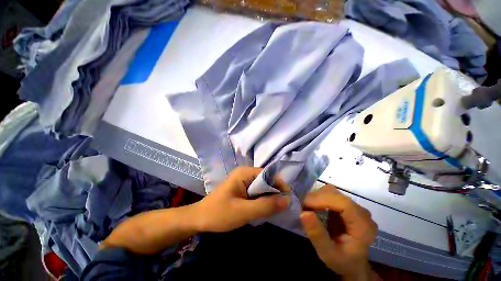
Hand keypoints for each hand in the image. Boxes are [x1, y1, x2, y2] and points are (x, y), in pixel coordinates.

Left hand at [193, 167, 290, 232]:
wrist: (199, 219)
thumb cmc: (219, 214)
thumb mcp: (244, 211)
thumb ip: (265, 205)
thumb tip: (287, 200)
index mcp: (245, 173)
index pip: (268, 174)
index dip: (279, 185)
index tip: (286, 201)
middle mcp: (245, 173)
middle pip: (266, 180)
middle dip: (274, 193)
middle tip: (280, 209)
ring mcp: (243, 181)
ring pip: (262, 187)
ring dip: (268, 198)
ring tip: (273, 210)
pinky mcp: (242, 189)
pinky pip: (257, 192)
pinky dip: (262, 200)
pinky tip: (263, 209)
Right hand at [300, 185, 377, 280]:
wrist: (352, 263)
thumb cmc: (342, 261)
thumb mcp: (328, 254)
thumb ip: (317, 235)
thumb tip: (303, 213)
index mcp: (363, 225)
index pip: (344, 203)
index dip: (322, 200)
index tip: (305, 205)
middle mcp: (361, 212)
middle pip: (335, 194)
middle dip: (316, 198)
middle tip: (302, 207)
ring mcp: (353, 206)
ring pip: (331, 191)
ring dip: (316, 197)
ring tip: (307, 208)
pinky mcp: (346, 204)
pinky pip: (329, 194)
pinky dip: (318, 198)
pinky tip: (313, 207)